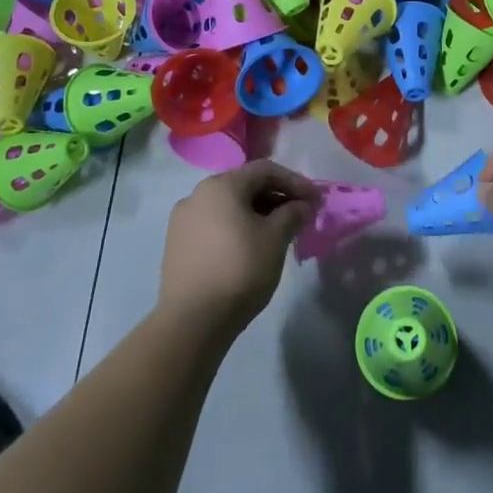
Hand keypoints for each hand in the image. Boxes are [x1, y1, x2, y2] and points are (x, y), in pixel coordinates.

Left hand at [159, 161, 320, 333]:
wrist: (192, 321)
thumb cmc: (240, 269)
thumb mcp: (275, 239)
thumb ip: (293, 214)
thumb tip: (302, 205)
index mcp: (221, 185)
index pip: (265, 170)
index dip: (295, 182)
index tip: (315, 200)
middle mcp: (197, 194)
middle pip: (245, 186)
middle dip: (276, 198)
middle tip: (299, 216)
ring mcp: (183, 220)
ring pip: (228, 206)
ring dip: (257, 214)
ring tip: (278, 233)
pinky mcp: (177, 245)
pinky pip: (214, 225)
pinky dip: (236, 228)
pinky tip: (250, 248)